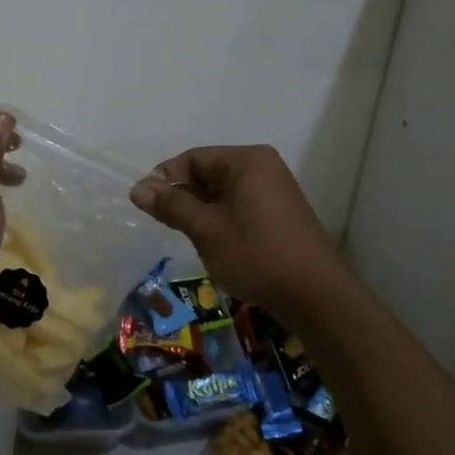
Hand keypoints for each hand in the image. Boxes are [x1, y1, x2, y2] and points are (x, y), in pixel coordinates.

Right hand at [129, 145, 345, 319]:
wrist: (316, 296)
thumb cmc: (256, 254)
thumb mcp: (206, 229)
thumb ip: (171, 206)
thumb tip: (138, 188)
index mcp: (246, 160)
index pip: (193, 158)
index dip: (165, 179)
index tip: (146, 206)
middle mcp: (262, 167)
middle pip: (208, 172)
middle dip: (183, 196)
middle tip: (165, 224)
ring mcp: (275, 190)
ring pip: (223, 192)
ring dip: (201, 210)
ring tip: (187, 236)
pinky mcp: (280, 213)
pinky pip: (240, 205)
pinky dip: (220, 219)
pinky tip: (213, 243)